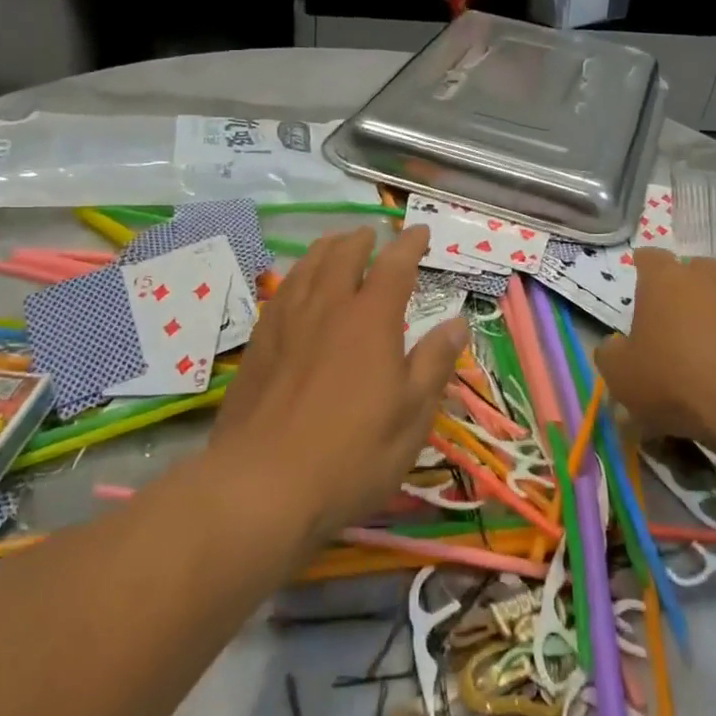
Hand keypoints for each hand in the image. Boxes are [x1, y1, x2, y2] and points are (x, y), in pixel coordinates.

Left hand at [211, 226, 465, 544]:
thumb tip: (457, 322)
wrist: (262, 484)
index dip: (410, 244)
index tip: (421, 232)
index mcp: (370, 318)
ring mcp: (286, 322)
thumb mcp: (412, 415)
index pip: (394, 265)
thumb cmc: (352, 453)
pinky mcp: (258, 343)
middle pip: (343, 255)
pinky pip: (281, 291)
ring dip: (326, 249)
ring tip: (336, 244)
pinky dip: (297, 275)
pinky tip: (297, 287)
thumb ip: (434, 363)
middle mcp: (327, 307)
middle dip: (362, 239)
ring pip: (307, 267)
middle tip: (373, 235)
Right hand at [596, 249, 715, 456]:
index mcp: (664, 281)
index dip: (643, 265)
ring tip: (710, 344)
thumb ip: (611, 353)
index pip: (650, 257)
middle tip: (675, 315)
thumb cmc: (673, 379)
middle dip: (686, 286)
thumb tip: (615, 346)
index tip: (640, 277)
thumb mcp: (620, 375)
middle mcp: (707, 279)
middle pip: (695, 269)